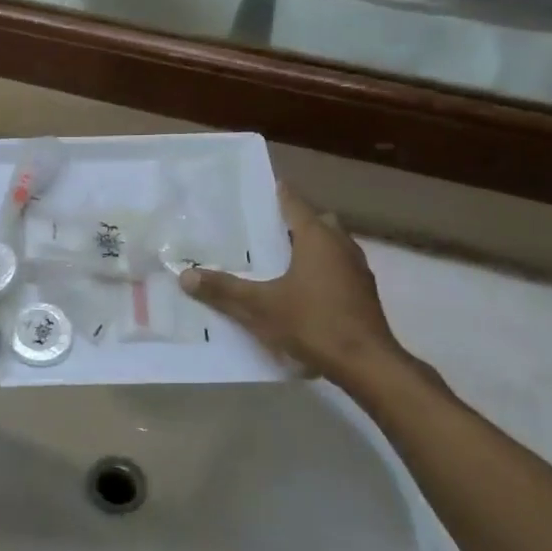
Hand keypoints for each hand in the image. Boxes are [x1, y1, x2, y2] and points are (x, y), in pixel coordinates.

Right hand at [179, 184, 400, 387]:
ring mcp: (357, 270)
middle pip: (317, 222)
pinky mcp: (363, 293)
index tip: (262, 188)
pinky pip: (337, 268)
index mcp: (318, 239)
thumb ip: (223, 290)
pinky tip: (300, 288)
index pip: (295, 204)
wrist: (366, 363)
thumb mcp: (260, 306)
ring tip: (278, 259)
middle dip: (294, 222)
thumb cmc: (312, 323)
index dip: (278, 195)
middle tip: (264, 230)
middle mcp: (342, 246)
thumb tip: (185, 276)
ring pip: (331, 246)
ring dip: (309, 247)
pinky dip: (319, 269)